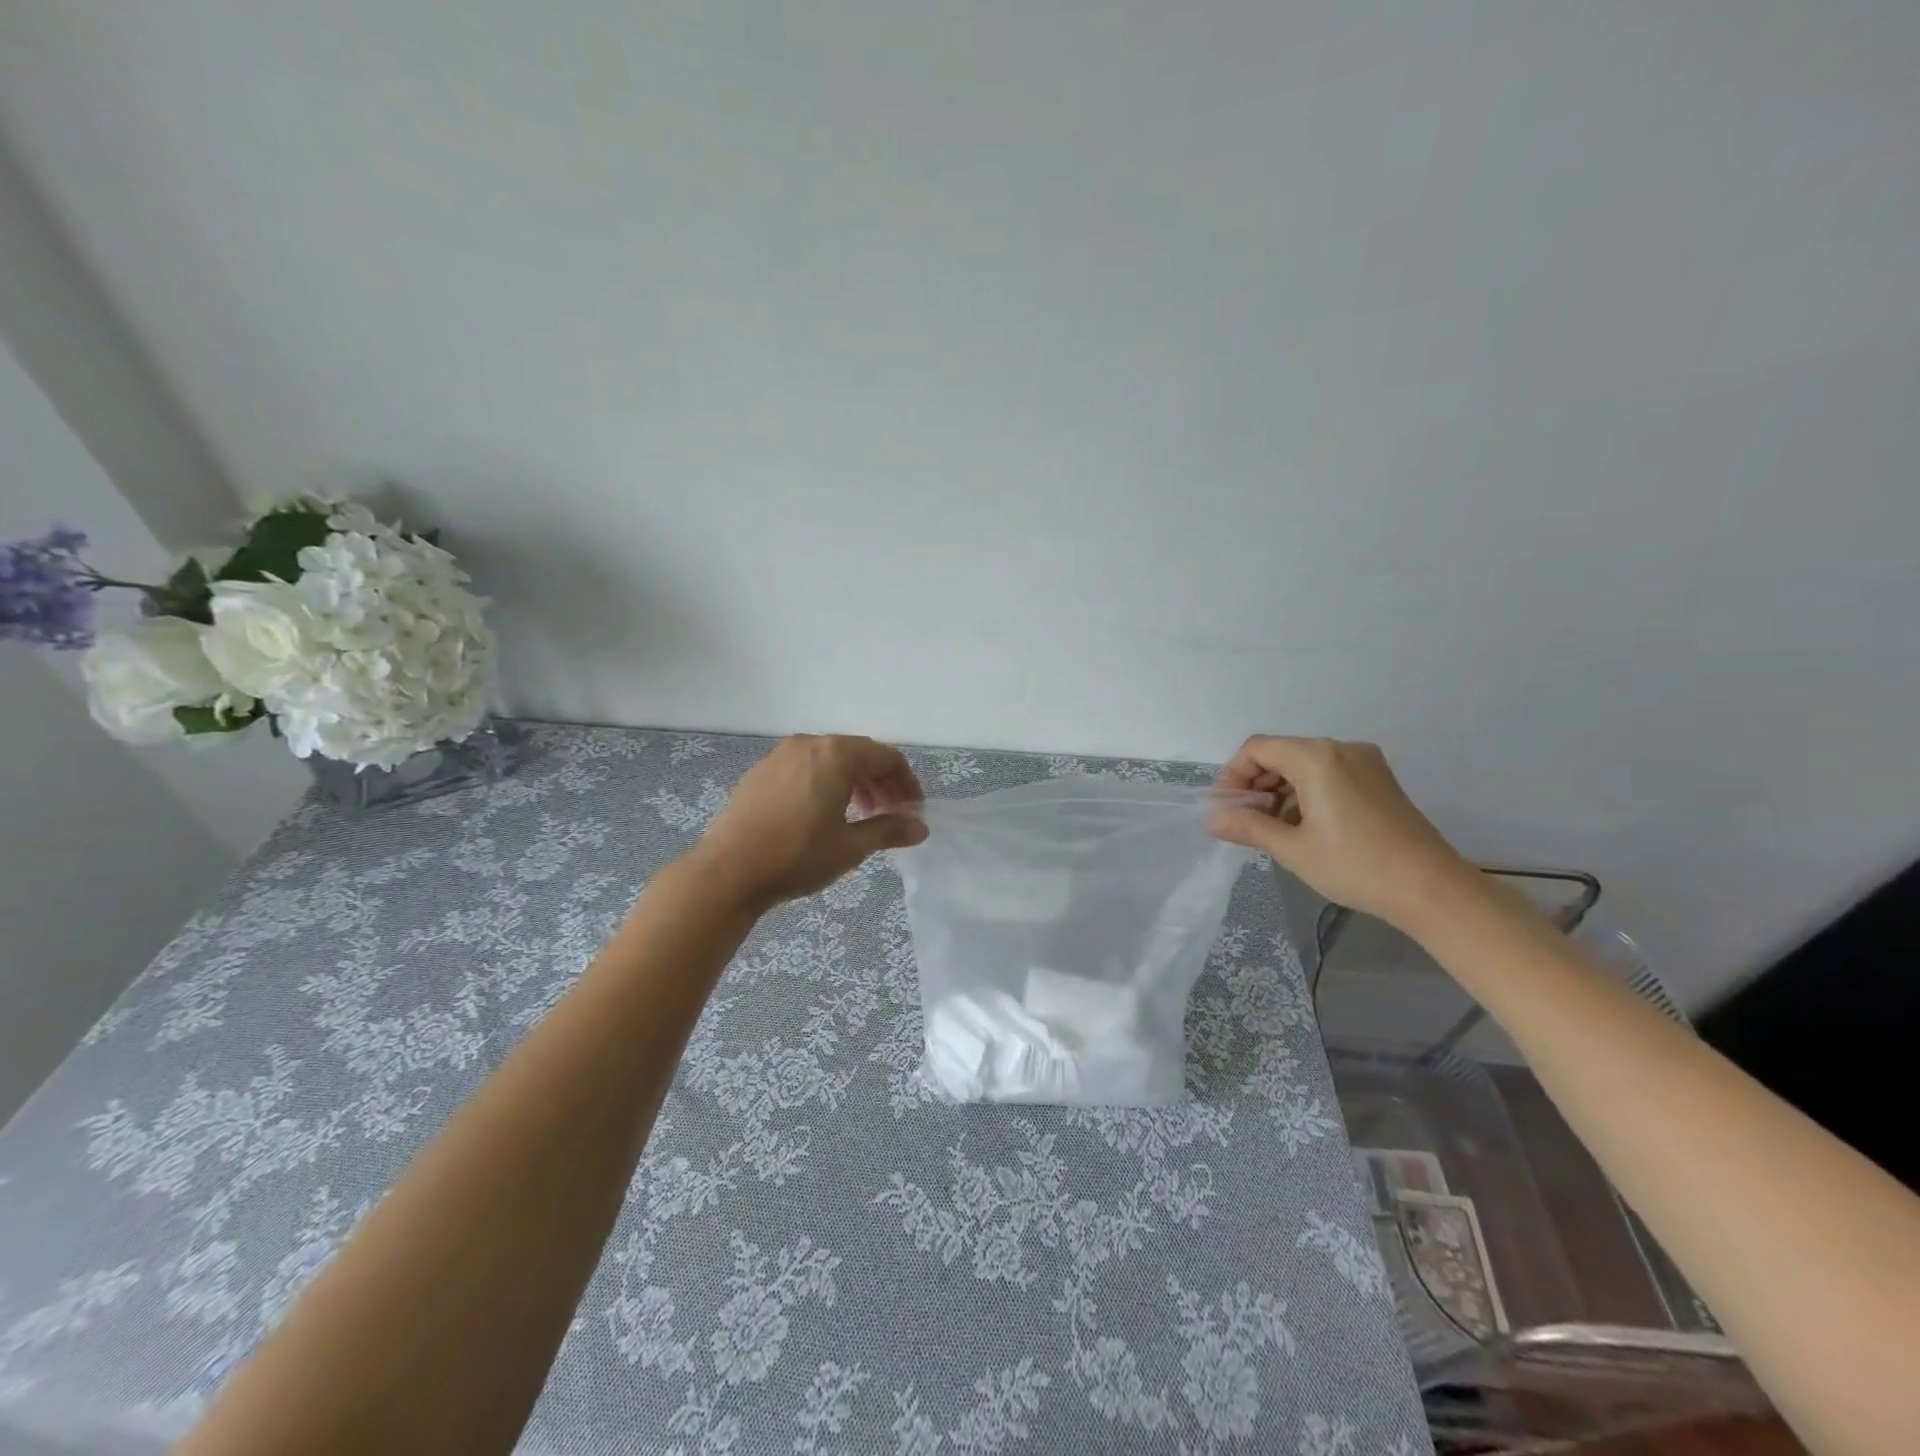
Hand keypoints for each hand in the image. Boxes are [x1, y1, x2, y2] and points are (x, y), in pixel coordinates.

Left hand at [689, 734, 927, 909]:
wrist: (728, 871)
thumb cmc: (797, 855)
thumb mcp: (851, 847)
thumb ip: (889, 830)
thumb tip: (920, 828)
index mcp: (836, 755)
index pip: (887, 757)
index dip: (906, 783)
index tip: (913, 811)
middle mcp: (809, 744)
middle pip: (859, 754)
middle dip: (881, 782)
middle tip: (891, 814)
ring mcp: (780, 756)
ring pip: (830, 760)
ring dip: (854, 783)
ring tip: (860, 816)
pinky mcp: (760, 772)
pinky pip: (805, 768)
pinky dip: (825, 783)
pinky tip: (822, 815)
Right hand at [1208, 736, 1472, 927]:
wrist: (1433, 889)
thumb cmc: (1356, 866)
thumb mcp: (1293, 849)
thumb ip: (1248, 827)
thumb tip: (1212, 819)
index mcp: (1317, 757)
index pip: (1257, 749)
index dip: (1234, 775)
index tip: (1227, 809)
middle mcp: (1341, 748)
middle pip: (1281, 753)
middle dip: (1256, 784)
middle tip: (1246, 822)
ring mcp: (1365, 762)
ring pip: (1305, 764)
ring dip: (1281, 791)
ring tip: (1275, 829)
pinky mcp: (1380, 779)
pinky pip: (1329, 773)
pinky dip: (1307, 792)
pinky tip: (1306, 826)